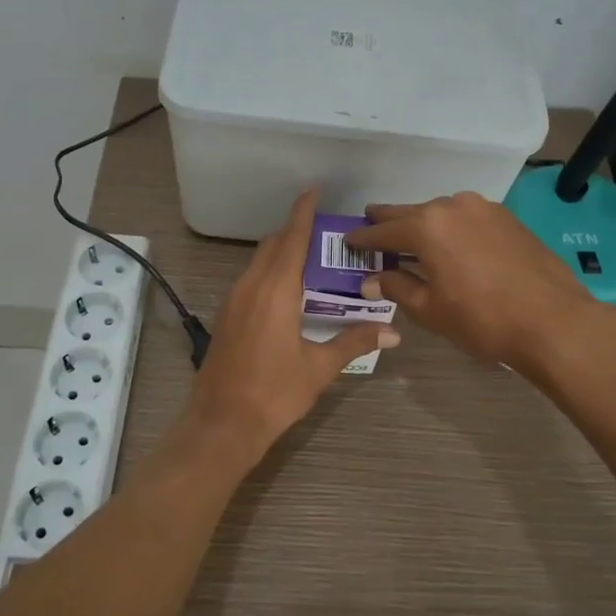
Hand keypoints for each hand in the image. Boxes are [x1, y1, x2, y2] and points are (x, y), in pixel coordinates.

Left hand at [185, 190, 398, 454]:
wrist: (222, 424)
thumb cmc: (274, 393)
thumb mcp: (319, 367)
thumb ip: (355, 342)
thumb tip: (393, 333)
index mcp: (275, 290)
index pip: (291, 238)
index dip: (303, 212)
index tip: (314, 190)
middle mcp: (251, 286)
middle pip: (273, 245)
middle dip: (296, 232)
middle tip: (328, 237)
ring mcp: (234, 300)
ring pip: (259, 262)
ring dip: (282, 253)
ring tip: (314, 263)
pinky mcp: (227, 316)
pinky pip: (251, 279)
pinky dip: (271, 273)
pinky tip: (290, 293)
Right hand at [343, 191, 615, 372]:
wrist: (553, 320)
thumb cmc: (482, 319)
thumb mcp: (430, 309)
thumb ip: (396, 287)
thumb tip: (371, 279)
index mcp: (426, 226)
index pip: (383, 230)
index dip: (362, 238)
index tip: (348, 241)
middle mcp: (452, 206)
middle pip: (410, 213)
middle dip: (389, 222)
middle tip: (371, 226)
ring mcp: (483, 208)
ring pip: (440, 212)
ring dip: (423, 225)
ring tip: (412, 239)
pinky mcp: (507, 217)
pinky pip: (466, 218)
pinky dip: (451, 228)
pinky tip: (451, 245)